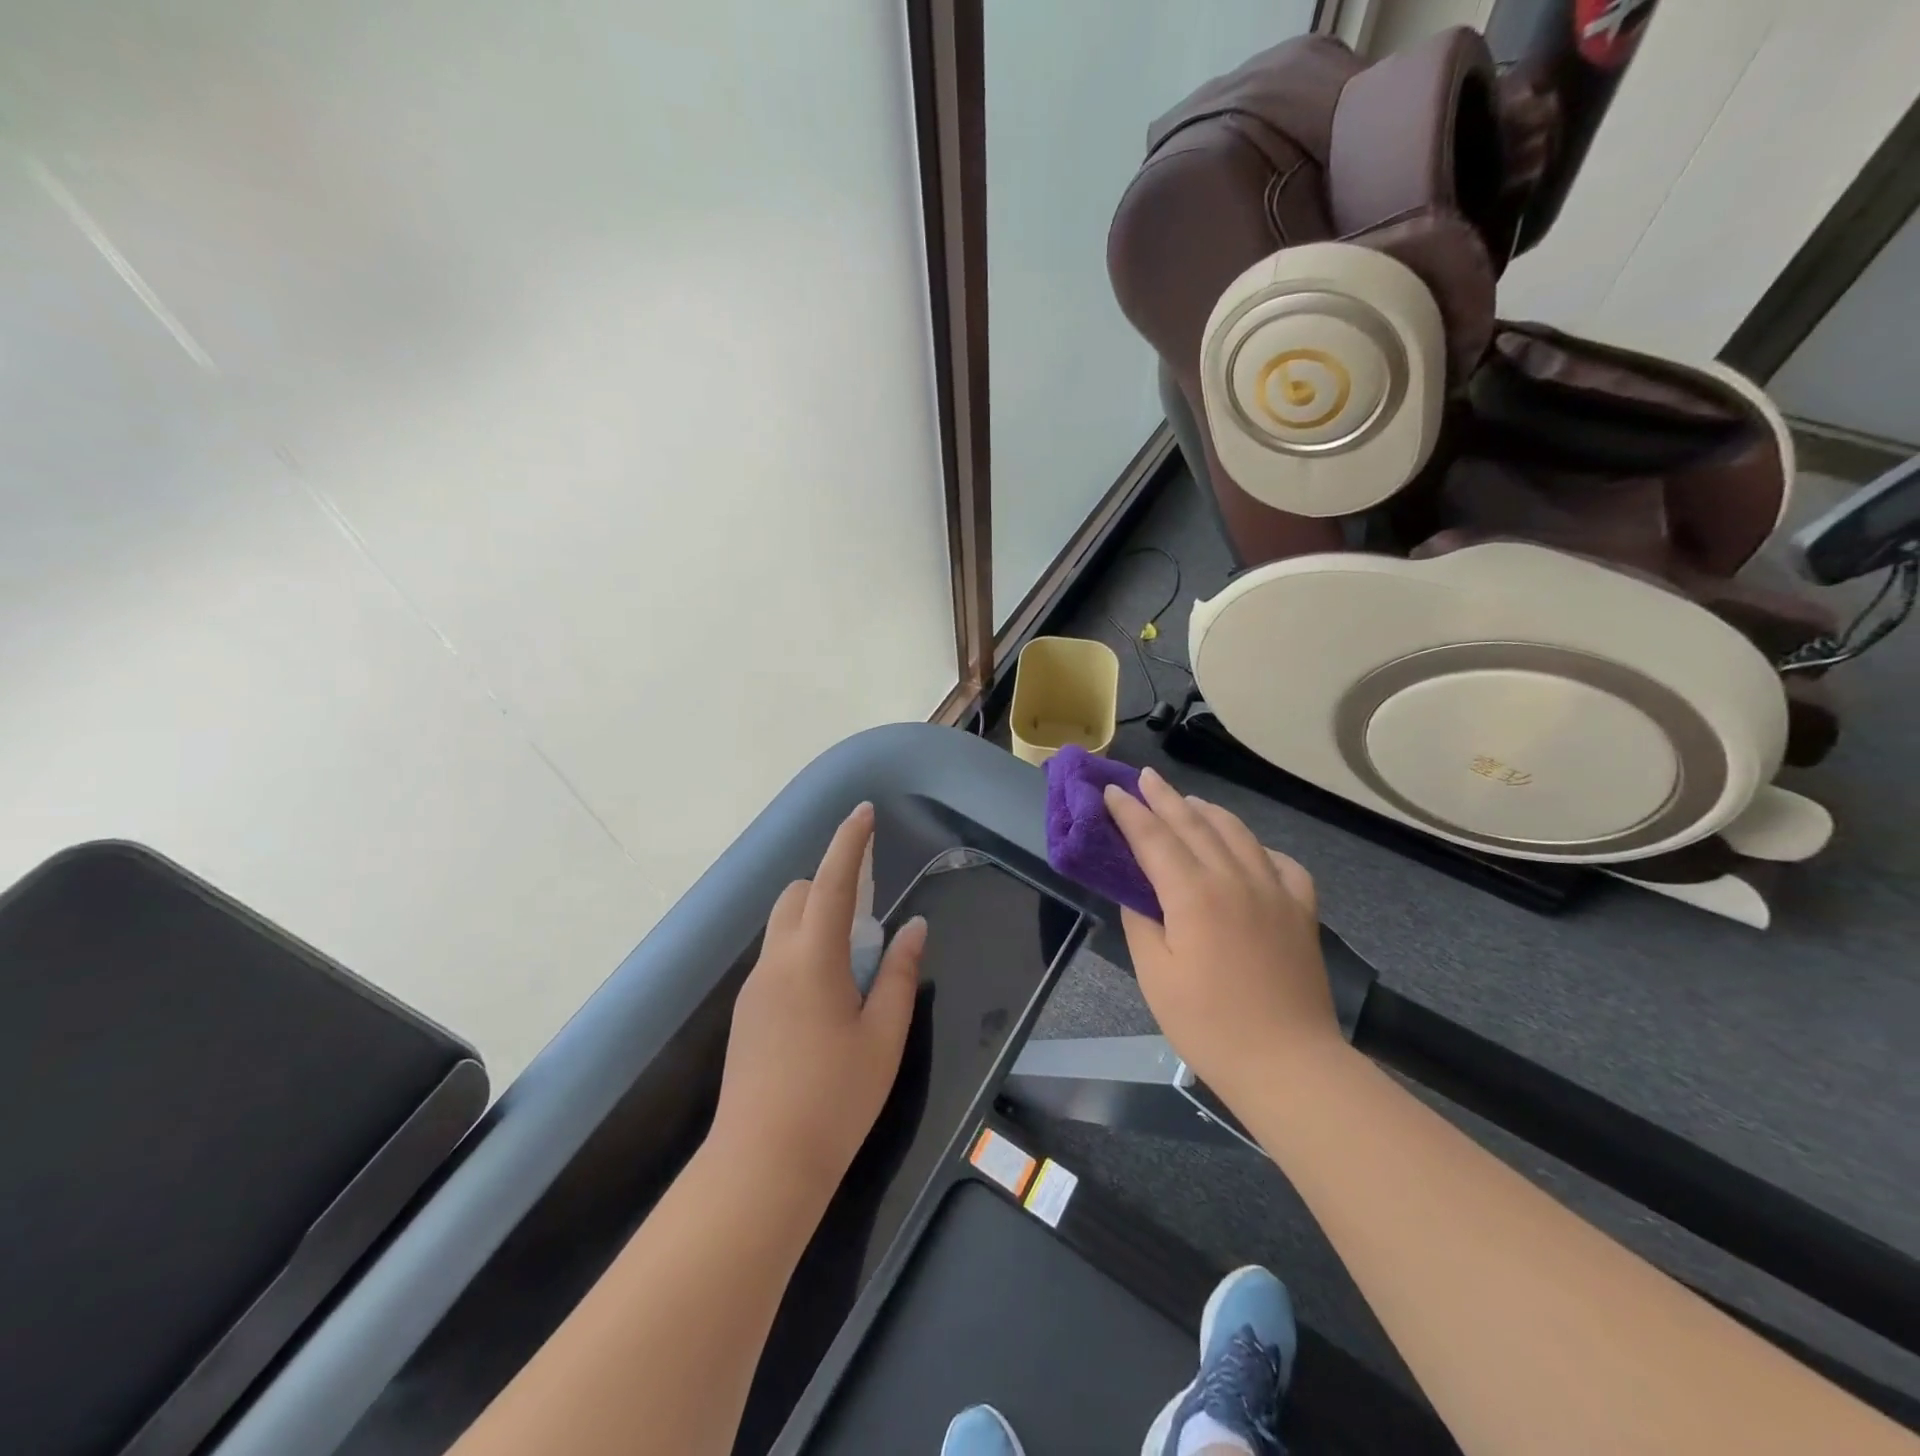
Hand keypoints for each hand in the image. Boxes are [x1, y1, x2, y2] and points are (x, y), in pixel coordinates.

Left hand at [711, 803, 925, 1208]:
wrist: (761, 1166)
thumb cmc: (835, 1099)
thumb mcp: (883, 1035)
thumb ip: (900, 974)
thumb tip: (914, 928)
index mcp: (812, 959)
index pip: (831, 881)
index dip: (849, 842)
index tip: (864, 812)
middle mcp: (775, 962)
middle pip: (796, 896)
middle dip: (828, 884)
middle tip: (868, 914)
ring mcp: (754, 988)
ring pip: (783, 928)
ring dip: (815, 920)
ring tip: (853, 963)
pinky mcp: (746, 1014)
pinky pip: (776, 959)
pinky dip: (802, 951)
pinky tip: (826, 999)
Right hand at [1103, 768, 1342, 1096]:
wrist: (1288, 1063)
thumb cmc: (1209, 1024)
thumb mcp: (1155, 975)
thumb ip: (1142, 922)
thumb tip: (1137, 892)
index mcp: (1194, 894)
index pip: (1154, 839)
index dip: (1129, 813)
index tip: (1110, 791)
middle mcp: (1235, 878)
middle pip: (1194, 825)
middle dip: (1165, 798)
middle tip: (1144, 777)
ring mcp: (1274, 891)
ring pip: (1238, 833)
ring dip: (1208, 811)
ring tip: (1188, 801)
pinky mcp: (1301, 910)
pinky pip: (1281, 862)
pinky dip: (1258, 846)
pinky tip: (1249, 849)